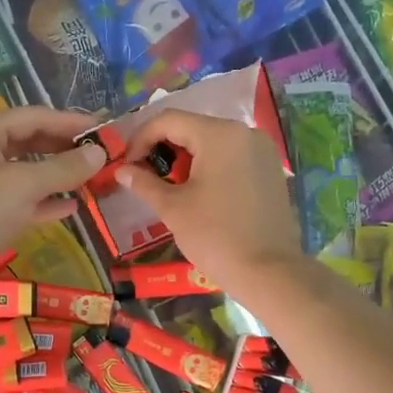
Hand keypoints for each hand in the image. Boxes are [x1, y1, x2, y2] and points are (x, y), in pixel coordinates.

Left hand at [0, 106, 106, 285]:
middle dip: (64, 150)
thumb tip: (99, 154)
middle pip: (28, 141)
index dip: (71, 122)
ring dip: (56, 176)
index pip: (34, 117)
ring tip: (90, 179)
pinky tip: (71, 207)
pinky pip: (16, 196)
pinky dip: (41, 200)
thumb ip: (64, 168)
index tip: (104, 129)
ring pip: (23, 170)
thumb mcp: (25, 186)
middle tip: (100, 155)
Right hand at [112, 111, 302, 297]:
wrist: (268, 272)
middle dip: (163, 148)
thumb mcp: (173, 208)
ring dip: (185, 157)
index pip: (168, 120)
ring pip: (212, 142)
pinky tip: (199, 192)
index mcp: (219, 134)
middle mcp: (244, 132)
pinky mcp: (270, 169)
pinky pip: (232, 156)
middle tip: (144, 176)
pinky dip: (209, 165)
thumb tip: (122, 170)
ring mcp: (261, 150)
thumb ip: (144, 183)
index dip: (140, 139)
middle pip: (192, 127)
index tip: (126, 165)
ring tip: (169, 186)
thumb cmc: (215, 236)